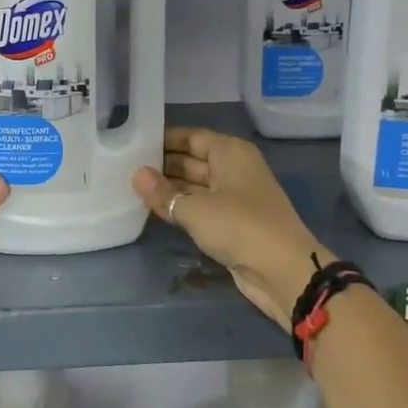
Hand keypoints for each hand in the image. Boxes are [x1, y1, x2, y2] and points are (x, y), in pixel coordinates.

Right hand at [133, 127, 326, 330]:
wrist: (283, 271)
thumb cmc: (240, 226)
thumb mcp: (195, 209)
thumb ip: (163, 193)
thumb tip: (136, 175)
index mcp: (231, 153)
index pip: (192, 137)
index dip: (164, 139)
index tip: (133, 141)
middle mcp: (234, 169)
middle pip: (192, 160)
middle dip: (162, 164)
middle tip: (125, 166)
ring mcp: (234, 197)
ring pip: (194, 185)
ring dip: (169, 189)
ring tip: (132, 187)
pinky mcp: (232, 223)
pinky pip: (200, 208)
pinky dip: (180, 208)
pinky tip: (153, 210)